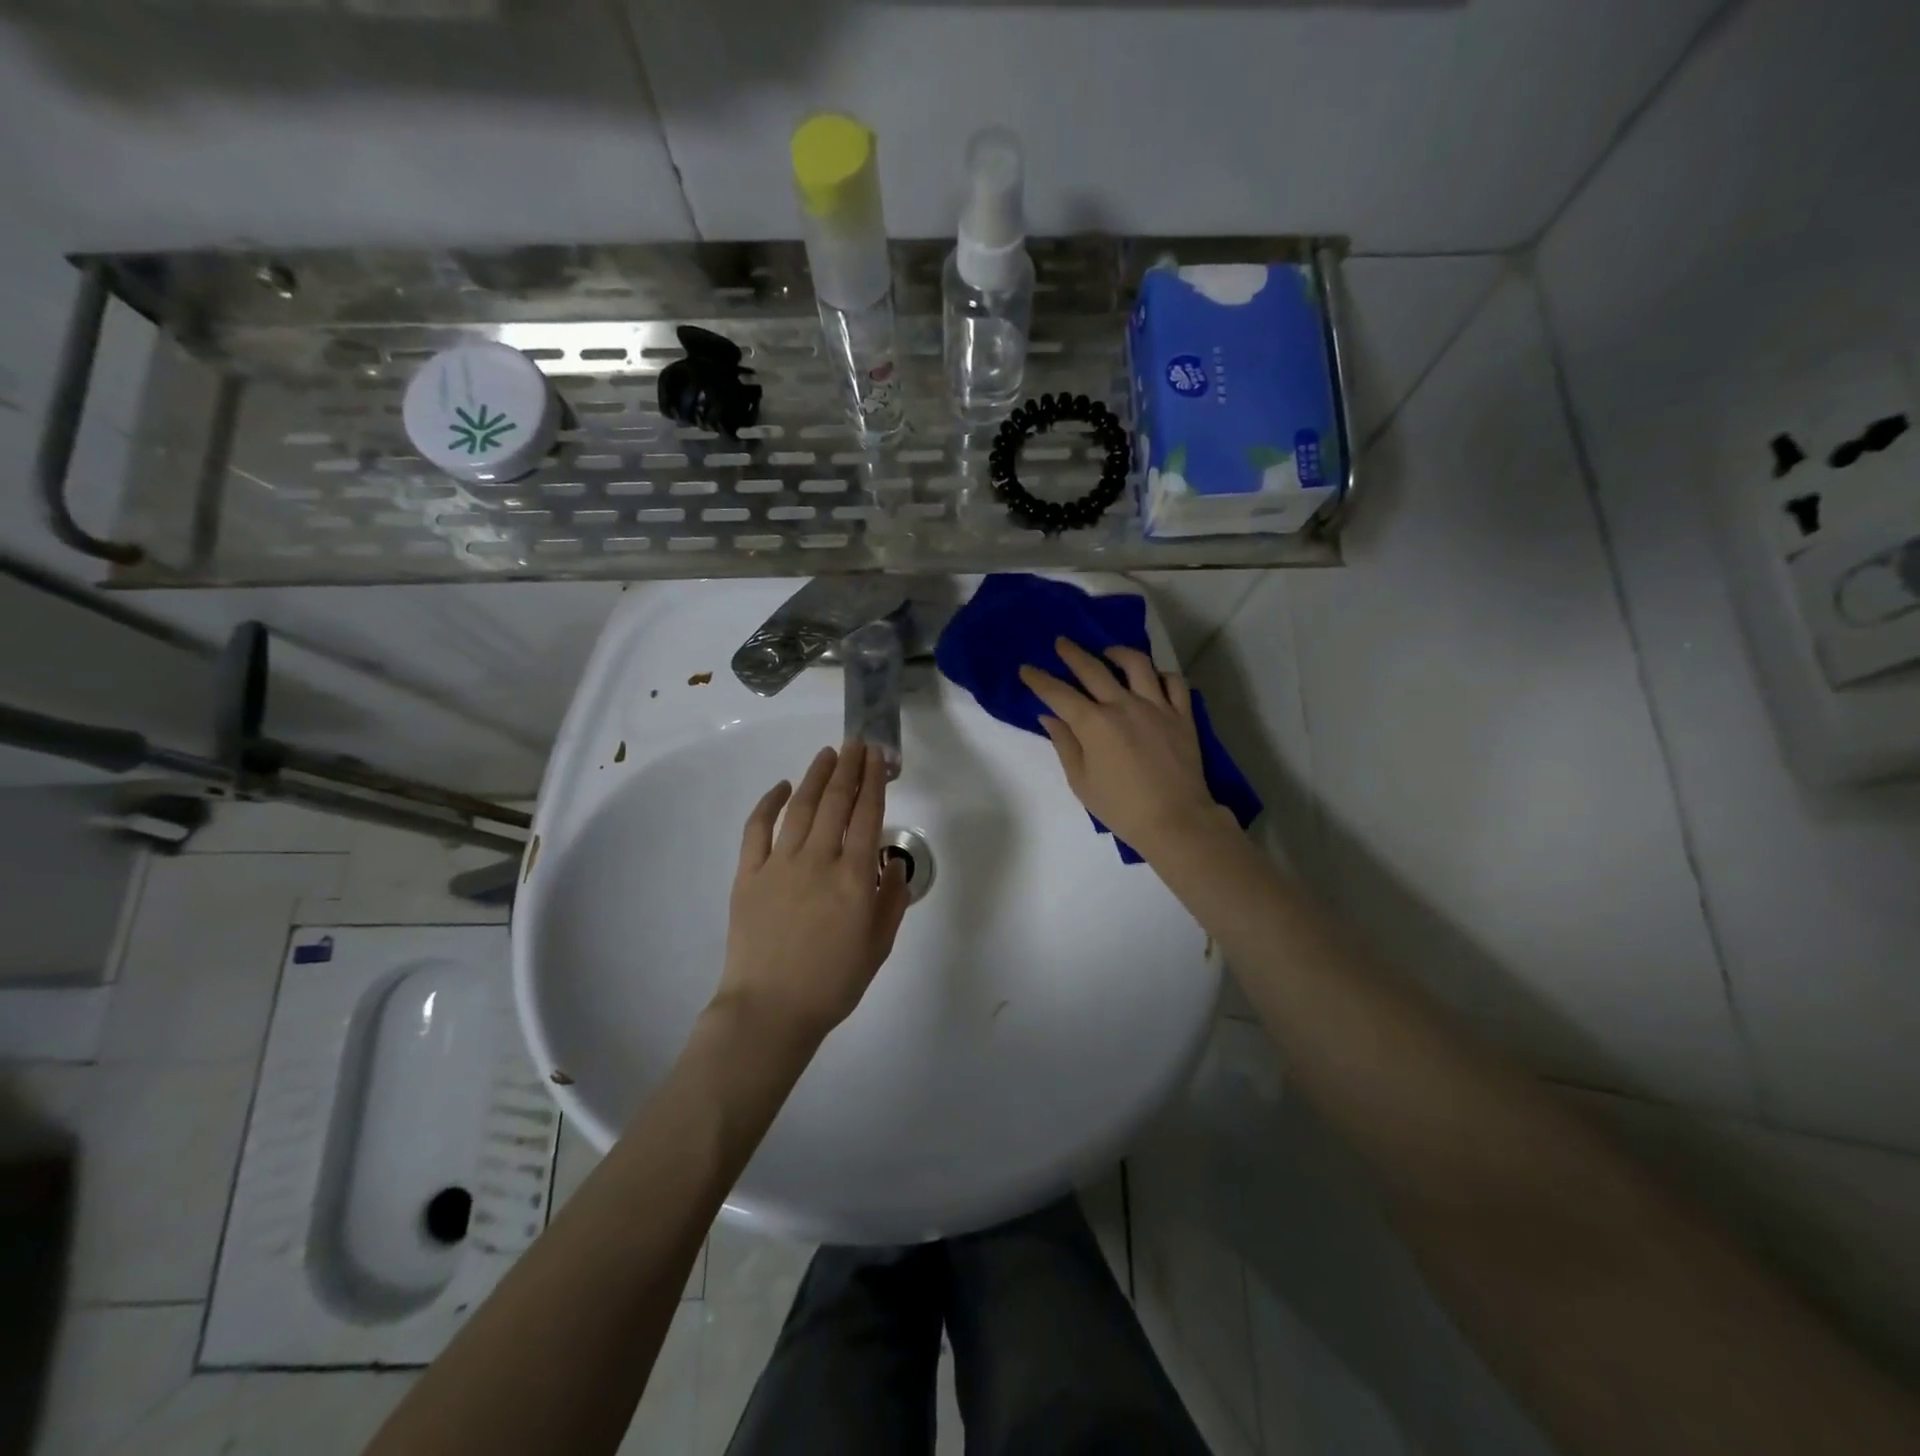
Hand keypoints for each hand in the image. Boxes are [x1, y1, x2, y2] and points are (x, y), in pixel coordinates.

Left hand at [715, 740, 911, 1046]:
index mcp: (855, 878)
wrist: (770, 1011)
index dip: (874, 781)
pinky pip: (758, 829)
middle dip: (849, 767)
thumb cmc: (833, 983)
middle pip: (837, 802)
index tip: (878, 756)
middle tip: (856, 742)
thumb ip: (891, 900)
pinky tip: (783, 787)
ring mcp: (780, 864)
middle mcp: (819, 860)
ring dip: (816, 776)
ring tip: (828, 754)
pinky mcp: (749, 874)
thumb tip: (892, 863)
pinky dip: (770, 803)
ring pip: (802, 807)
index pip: (868, 815)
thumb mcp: (879, 946)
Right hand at [1019, 637, 1230, 858]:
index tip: (1026, 669)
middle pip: (1093, 669)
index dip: (1039, 680)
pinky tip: (1151, 678)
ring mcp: (1156, 706)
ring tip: (1108, 653)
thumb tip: (1050, 717)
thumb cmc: (1120, 807)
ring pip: (1137, 664)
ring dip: (1118, 653)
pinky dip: (1161, 675)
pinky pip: (1174, 682)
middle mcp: (1123, 705)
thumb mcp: (1081, 781)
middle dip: (1072, 653)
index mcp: (1094, 724)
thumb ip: (1064, 744)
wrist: (1174, 820)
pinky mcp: (1182, 715)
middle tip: (1061, 643)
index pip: (1058, 693)